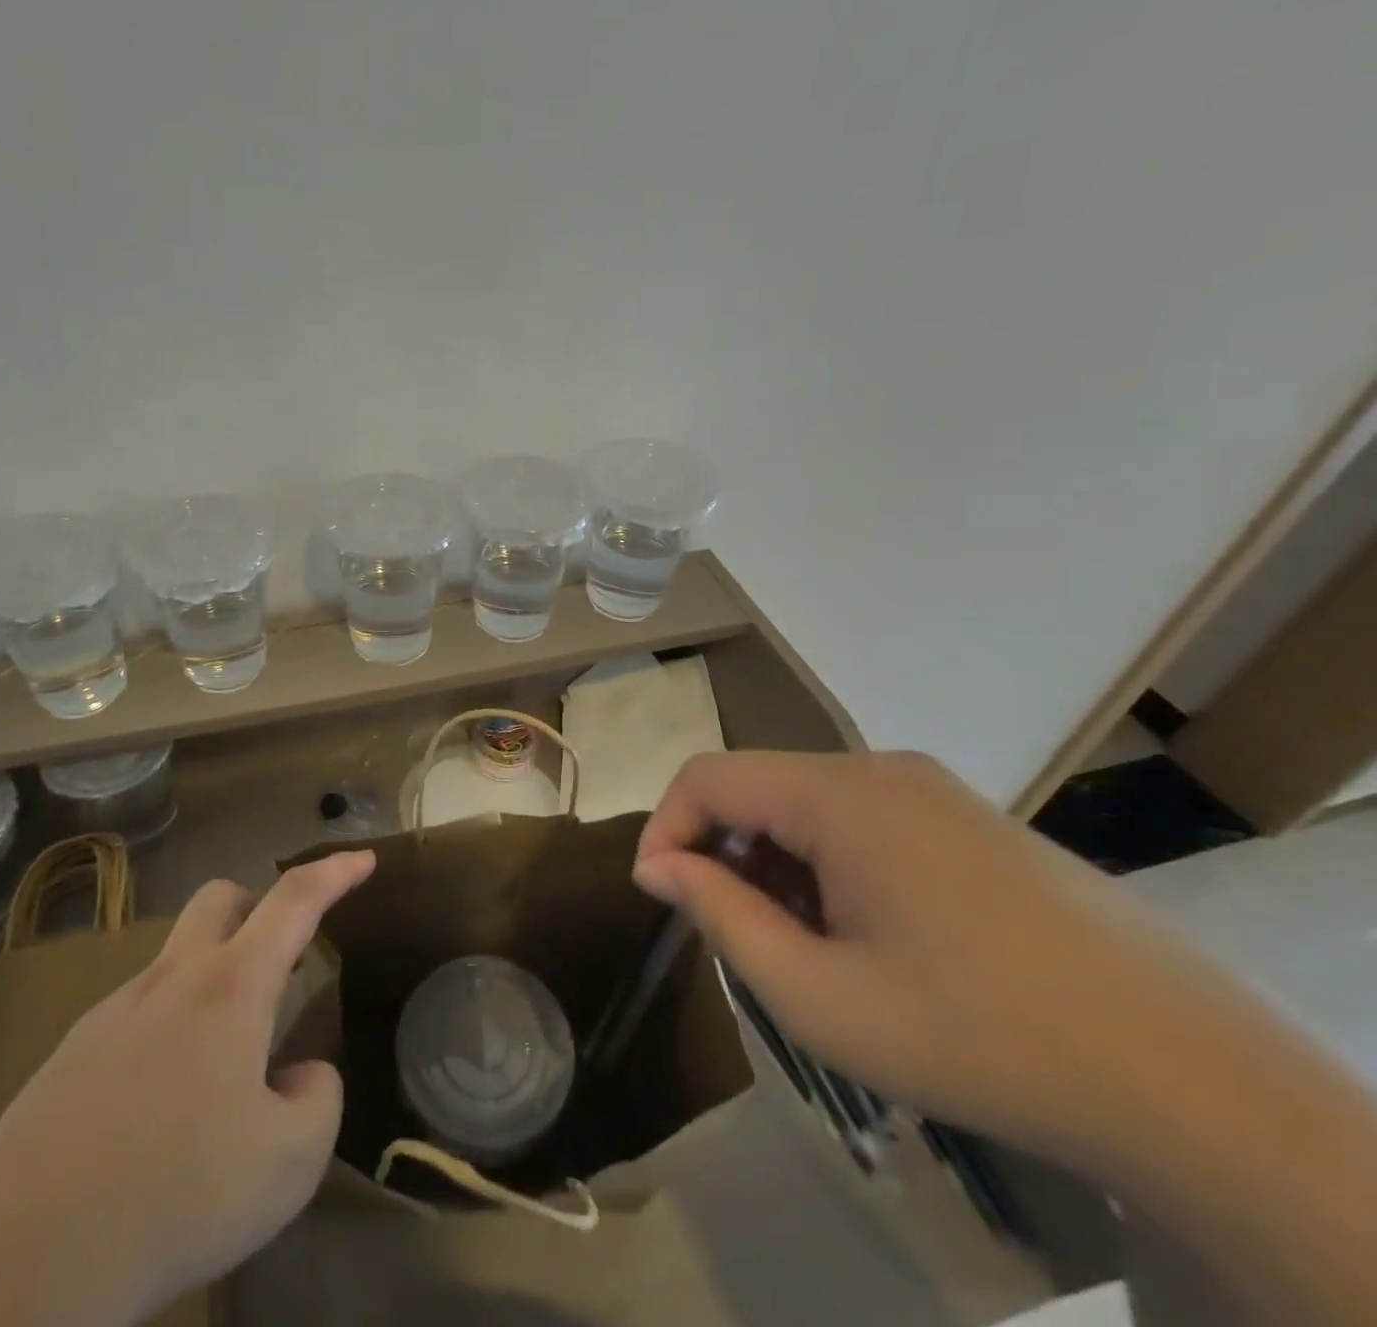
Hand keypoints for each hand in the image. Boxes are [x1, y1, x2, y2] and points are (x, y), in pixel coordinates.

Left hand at [0, 849, 375, 1326]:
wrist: (16, 1264)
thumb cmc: (174, 1196)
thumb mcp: (288, 1163)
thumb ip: (316, 1100)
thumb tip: (298, 1075)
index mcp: (229, 988)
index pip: (294, 900)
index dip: (335, 872)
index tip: (365, 859)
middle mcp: (171, 980)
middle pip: (221, 898)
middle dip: (261, 906)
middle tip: (284, 957)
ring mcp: (113, 1012)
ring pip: (177, 956)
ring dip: (215, 977)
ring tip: (226, 1062)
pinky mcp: (71, 1054)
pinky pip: (139, 1011)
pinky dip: (172, 1028)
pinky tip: (164, 1105)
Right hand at [631, 750, 1229, 1162]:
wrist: (1196, 1085)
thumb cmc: (977, 1036)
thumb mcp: (818, 995)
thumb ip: (720, 915)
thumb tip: (656, 866)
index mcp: (840, 795)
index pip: (709, 776)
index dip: (665, 826)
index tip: (658, 894)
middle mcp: (882, 769)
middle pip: (759, 785)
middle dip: (724, 851)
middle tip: (736, 933)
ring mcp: (935, 789)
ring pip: (809, 802)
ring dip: (778, 861)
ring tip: (803, 943)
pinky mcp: (971, 818)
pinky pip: (863, 817)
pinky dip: (829, 861)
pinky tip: (866, 932)